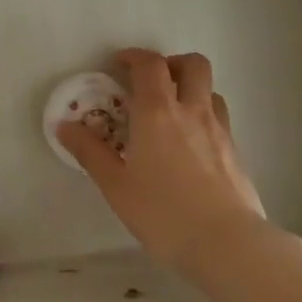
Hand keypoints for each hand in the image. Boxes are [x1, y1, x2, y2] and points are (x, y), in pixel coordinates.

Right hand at [58, 48, 266, 276]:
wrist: (227, 245)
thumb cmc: (164, 213)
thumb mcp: (116, 186)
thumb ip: (90, 152)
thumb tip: (65, 126)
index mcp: (158, 112)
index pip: (150, 64)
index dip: (134, 56)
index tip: (119, 64)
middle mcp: (192, 111)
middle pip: (192, 64)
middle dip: (171, 63)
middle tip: (152, 83)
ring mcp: (220, 130)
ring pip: (211, 90)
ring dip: (192, 90)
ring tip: (173, 113)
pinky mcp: (236, 153)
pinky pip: (220, 119)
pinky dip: (204, 118)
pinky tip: (192, 147)